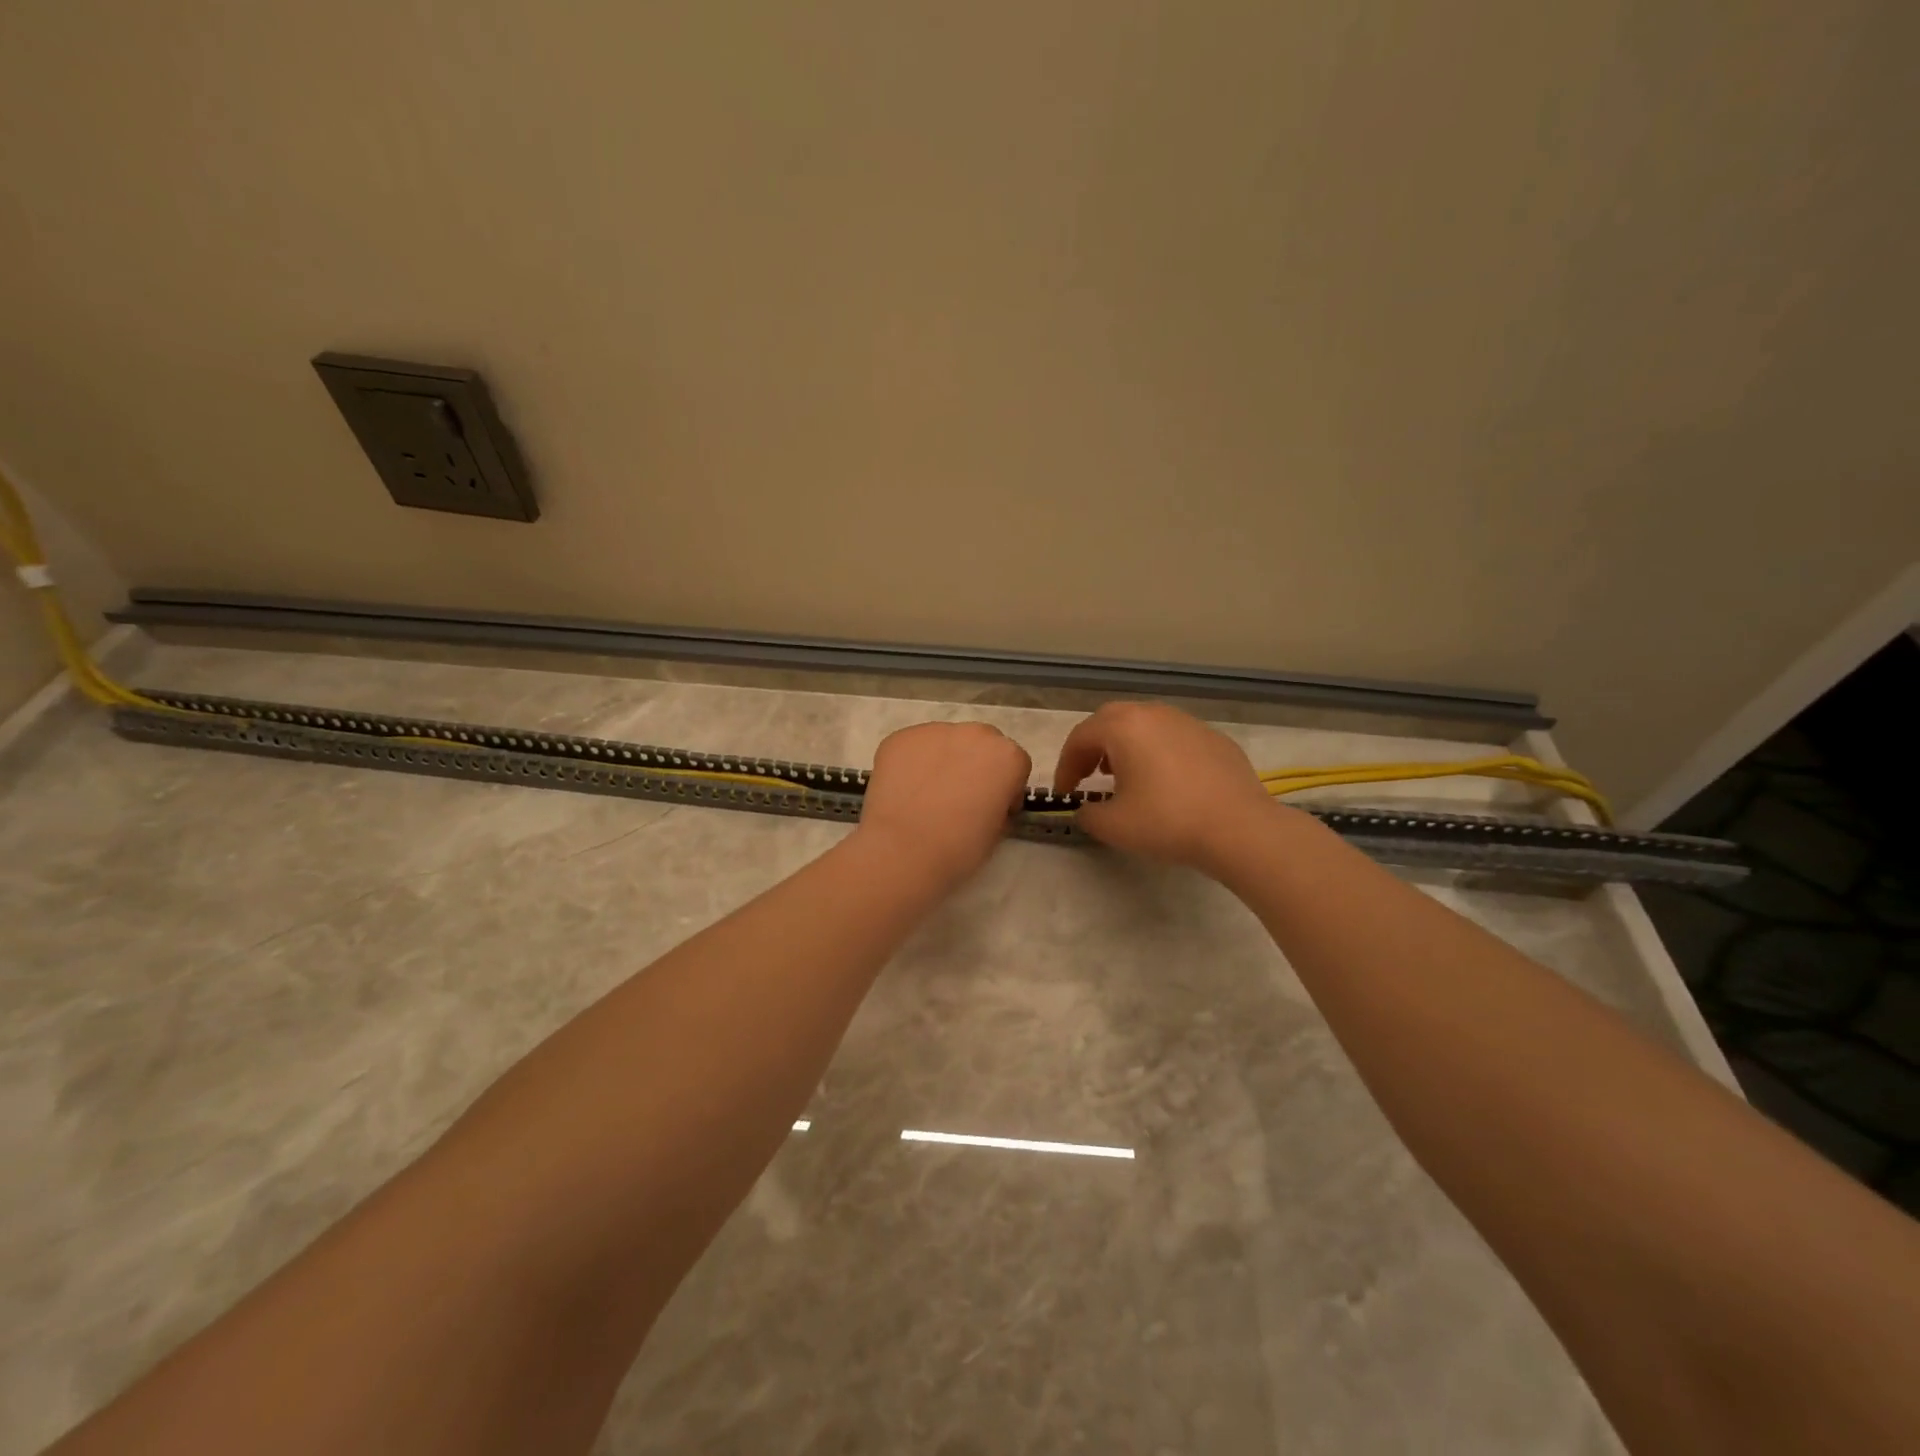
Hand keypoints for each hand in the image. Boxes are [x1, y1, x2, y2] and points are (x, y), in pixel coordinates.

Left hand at [857, 721, 1033, 887]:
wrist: (903, 849)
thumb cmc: (959, 847)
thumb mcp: (997, 830)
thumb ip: (999, 803)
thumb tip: (986, 800)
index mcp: (1007, 756)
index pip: (1016, 764)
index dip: (1006, 787)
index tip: (994, 808)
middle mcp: (974, 734)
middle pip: (982, 744)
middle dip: (976, 764)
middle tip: (960, 797)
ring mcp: (934, 731)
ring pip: (946, 741)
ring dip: (944, 760)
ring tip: (927, 793)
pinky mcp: (900, 737)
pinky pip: (915, 748)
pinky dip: (913, 763)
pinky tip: (905, 790)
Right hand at [1051, 701, 1285, 874]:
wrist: (1239, 828)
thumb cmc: (1167, 821)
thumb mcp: (1113, 826)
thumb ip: (1088, 814)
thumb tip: (1087, 809)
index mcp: (1123, 727)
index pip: (1080, 737)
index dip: (1065, 765)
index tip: (1065, 792)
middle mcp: (1154, 714)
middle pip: (1111, 720)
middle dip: (1093, 746)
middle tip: (1089, 774)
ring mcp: (1187, 722)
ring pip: (1144, 725)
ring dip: (1126, 746)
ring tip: (1126, 777)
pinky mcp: (1214, 738)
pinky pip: (1173, 738)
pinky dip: (1158, 753)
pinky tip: (1166, 783)